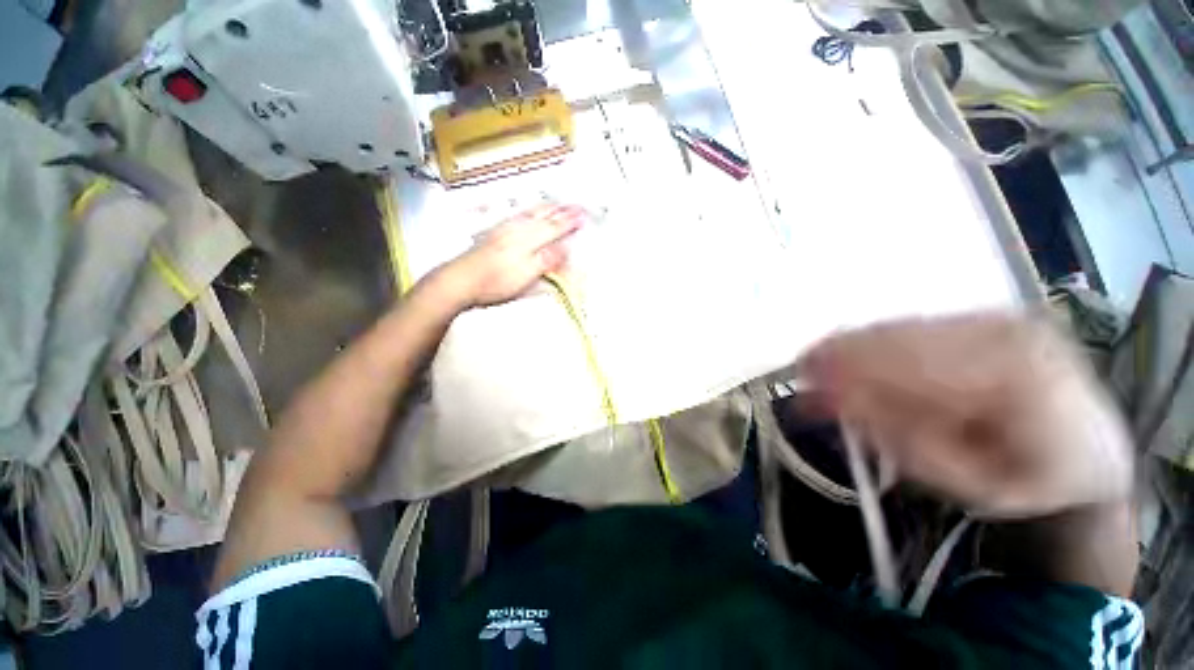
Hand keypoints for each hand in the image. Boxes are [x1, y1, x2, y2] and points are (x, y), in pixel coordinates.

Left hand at [433, 203, 583, 308]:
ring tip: (555, 204)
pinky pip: (517, 216)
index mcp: (528, 240)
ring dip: (545, 208)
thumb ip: (547, 260)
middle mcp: (517, 230)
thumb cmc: (494, 281)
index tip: (583, 216)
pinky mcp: (494, 235)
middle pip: (543, 216)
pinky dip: (528, 211)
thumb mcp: (527, 274)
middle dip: (561, 211)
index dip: (570, 222)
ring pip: (530, 214)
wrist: (461, 280)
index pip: (554, 228)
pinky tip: (526, 212)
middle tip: (575, 206)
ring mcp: (504, 230)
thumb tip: (565, 248)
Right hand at [796, 314, 1133, 518]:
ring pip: (901, 326)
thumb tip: (836, 403)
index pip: (911, 368)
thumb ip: (905, 442)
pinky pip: (912, 325)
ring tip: (816, 364)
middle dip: (840, 355)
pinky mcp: (983, 316)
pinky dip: (873, 341)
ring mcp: (996, 317)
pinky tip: (852, 356)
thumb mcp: (971, 483)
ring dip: (850, 346)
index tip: (803, 387)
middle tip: (800, 373)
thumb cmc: (1033, 480)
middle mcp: (1008, 332)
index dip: (848, 375)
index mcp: (1020, 378)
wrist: (1092, 450)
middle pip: (901, 337)